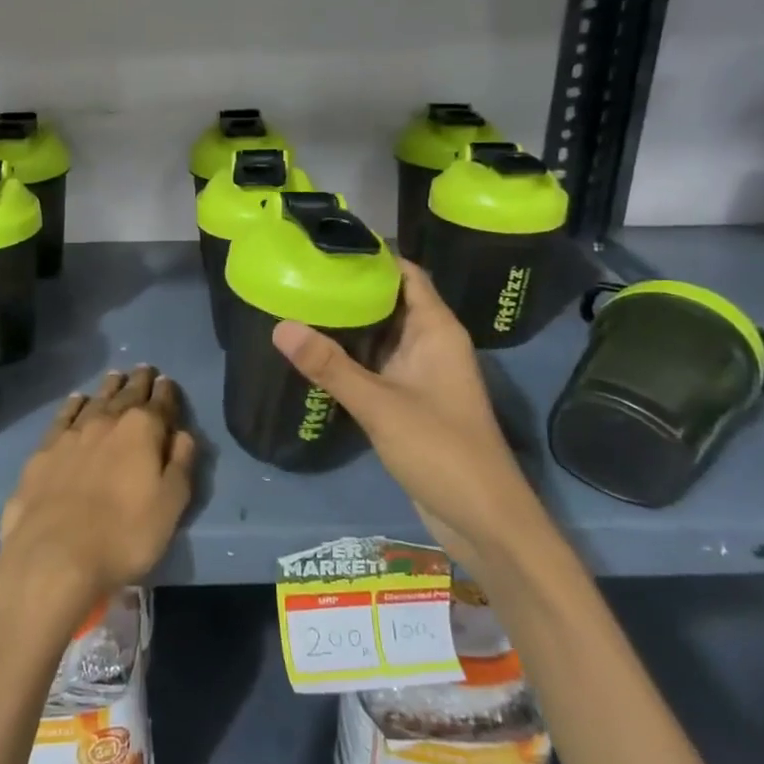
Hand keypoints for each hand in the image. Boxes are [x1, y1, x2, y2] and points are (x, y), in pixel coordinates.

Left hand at [0, 367, 195, 627]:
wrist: (53, 556)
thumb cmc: (124, 535)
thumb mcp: (170, 505)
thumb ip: (180, 464)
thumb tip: (183, 434)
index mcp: (142, 430)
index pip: (160, 402)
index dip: (167, 391)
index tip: (167, 381)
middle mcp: (107, 421)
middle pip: (127, 394)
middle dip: (139, 381)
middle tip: (144, 370)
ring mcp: (71, 433)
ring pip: (95, 400)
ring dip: (109, 387)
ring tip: (116, 377)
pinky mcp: (43, 451)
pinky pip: (64, 416)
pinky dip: (74, 404)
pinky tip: (77, 400)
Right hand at [272, 261, 526, 555]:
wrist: (484, 519)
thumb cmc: (441, 449)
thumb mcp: (380, 404)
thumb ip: (329, 366)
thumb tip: (279, 325)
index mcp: (436, 330)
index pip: (406, 274)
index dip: (373, 255)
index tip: (326, 245)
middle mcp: (430, 344)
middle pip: (389, 301)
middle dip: (350, 287)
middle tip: (299, 273)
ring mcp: (420, 374)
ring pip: (380, 336)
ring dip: (347, 324)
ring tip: (298, 304)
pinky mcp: (409, 401)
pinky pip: (376, 366)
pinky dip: (350, 356)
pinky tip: (314, 355)